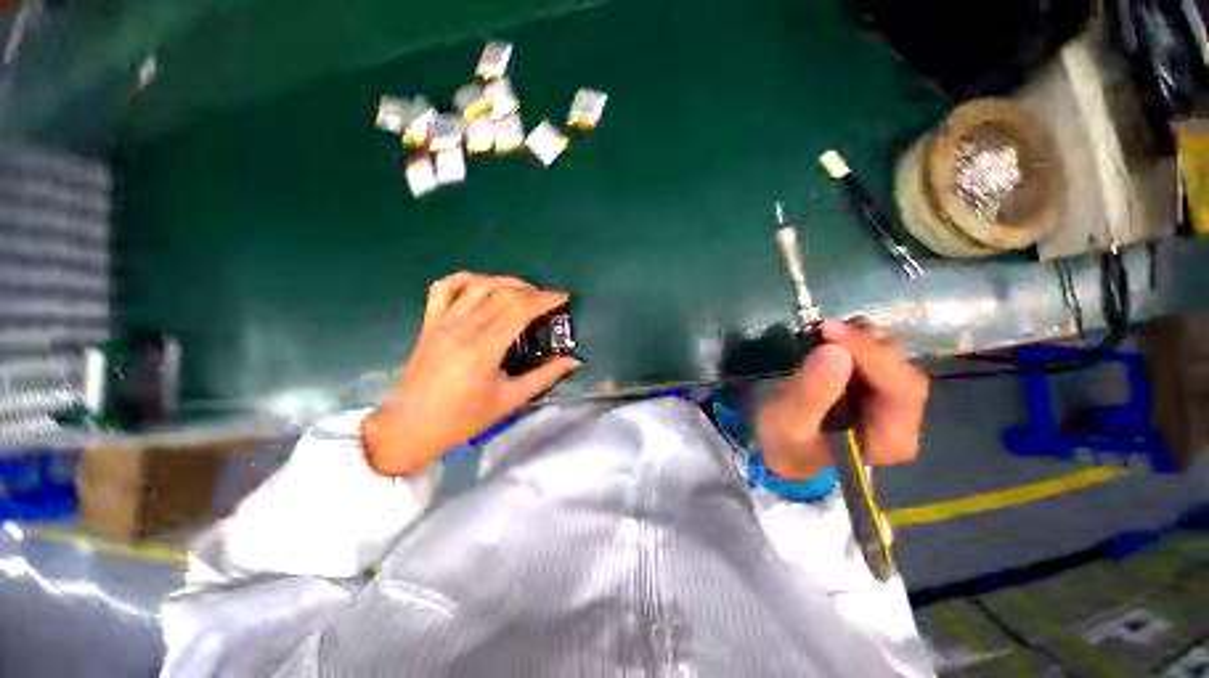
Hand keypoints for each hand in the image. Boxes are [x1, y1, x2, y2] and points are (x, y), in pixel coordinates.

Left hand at [361, 272, 579, 476]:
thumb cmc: (464, 419)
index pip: (519, 309)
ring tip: (523, 291)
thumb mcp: (510, 400)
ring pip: (477, 285)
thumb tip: (573, 361)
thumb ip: (544, 377)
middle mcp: (462, 327)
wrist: (412, 427)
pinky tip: (481, 284)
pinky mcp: (430, 322)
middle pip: (502, 294)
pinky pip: (444, 288)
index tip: (563, 298)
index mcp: (483, 348)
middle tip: (547, 301)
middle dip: (531, 291)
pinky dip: (465, 279)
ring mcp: (443, 321)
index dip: (545, 299)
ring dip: (505, 281)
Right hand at [757, 320, 927, 479]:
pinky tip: (830, 339)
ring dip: (861, 340)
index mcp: (891, 439)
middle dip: (865, 345)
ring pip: (893, 358)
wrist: (785, 450)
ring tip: (823, 333)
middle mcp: (903, 420)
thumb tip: (835, 351)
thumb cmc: (786, 443)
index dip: (871, 355)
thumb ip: (810, 394)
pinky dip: (854, 342)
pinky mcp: (876, 387)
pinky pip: (877, 356)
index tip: (829, 331)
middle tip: (822, 329)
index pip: (901, 389)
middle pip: (902, 370)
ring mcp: (893, 402)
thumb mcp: (787, 423)